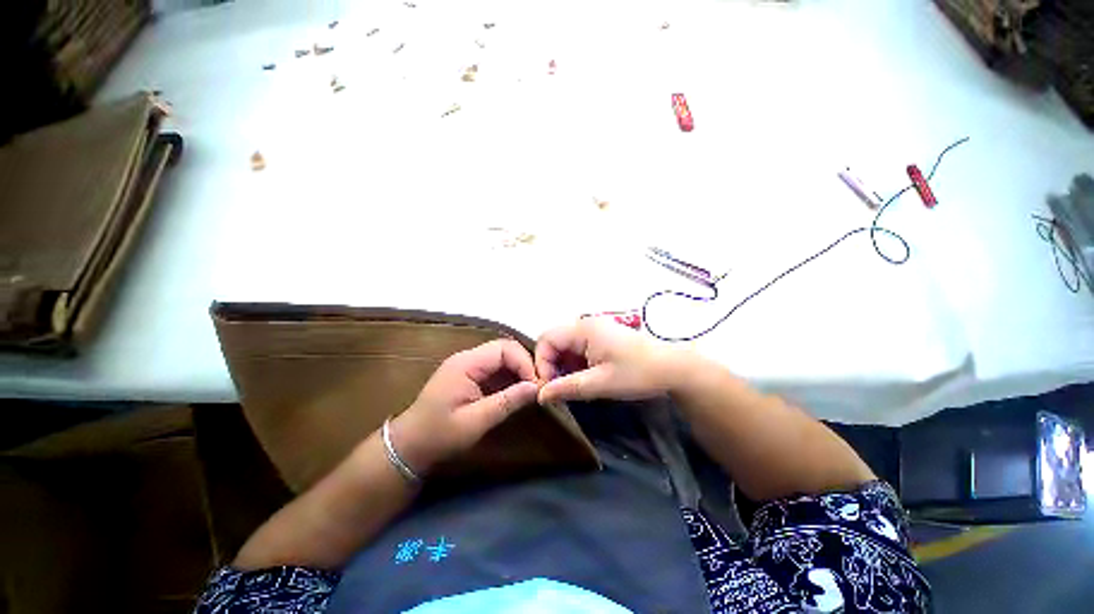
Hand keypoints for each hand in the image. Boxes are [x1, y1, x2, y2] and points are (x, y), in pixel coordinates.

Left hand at [390, 339, 539, 475]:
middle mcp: (467, 358)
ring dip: (518, 370)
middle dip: (523, 364)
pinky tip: (516, 391)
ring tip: (530, 389)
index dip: (524, 362)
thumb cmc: (440, 435)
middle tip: (536, 386)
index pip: (504, 348)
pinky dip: (509, 377)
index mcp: (466, 364)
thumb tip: (536, 387)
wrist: (409, 446)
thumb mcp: (476, 422)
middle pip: (504, 349)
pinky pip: (495, 368)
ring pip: (501, 357)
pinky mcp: (469, 375)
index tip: (536, 384)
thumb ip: (507, 402)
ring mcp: (467, 365)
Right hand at [535, 318, 683, 403]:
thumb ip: (567, 388)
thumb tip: (540, 395)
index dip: (542, 363)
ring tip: (573, 386)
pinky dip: (575, 364)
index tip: (549, 388)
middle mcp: (585, 324)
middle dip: (552, 365)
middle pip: (554, 341)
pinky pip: (578, 348)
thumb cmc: (638, 373)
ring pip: (566, 346)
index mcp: (583, 329)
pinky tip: (585, 378)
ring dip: (564, 366)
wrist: (674, 368)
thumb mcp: (600, 384)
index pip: (546, 340)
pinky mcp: (602, 338)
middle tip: (560, 389)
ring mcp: (595, 330)